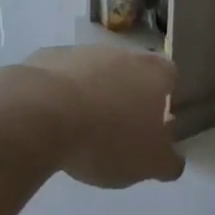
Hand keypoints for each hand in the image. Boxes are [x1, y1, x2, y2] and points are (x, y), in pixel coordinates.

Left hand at [22, 46, 185, 188]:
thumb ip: (167, 162)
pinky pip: (62, 76)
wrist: (41, 113)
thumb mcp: (147, 164)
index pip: (169, 77)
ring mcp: (84, 51)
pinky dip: (61, 94)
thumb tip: (173, 160)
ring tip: (80, 129)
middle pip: (132, 71)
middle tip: (117, 129)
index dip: (163, 99)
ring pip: (95, 71)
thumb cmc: (107, 138)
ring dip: (93, 93)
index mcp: (154, 73)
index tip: (153, 124)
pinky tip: (51, 120)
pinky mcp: (49, 56)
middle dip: (126, 95)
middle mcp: (123, 53)